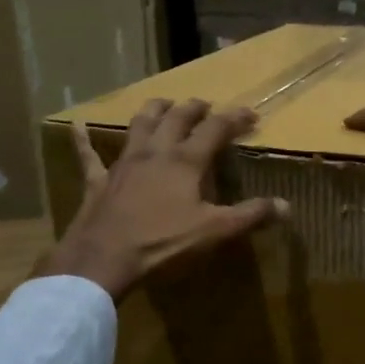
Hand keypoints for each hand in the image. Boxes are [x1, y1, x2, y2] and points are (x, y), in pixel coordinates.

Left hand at [38, 98, 287, 300]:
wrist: (104, 259)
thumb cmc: (163, 243)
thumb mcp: (214, 232)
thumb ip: (250, 216)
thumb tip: (286, 206)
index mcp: (186, 161)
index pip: (216, 129)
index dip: (235, 118)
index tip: (251, 114)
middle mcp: (155, 152)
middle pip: (177, 118)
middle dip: (194, 108)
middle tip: (205, 105)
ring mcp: (124, 163)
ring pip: (139, 125)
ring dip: (153, 111)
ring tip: (163, 104)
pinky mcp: (99, 180)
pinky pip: (89, 155)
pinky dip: (84, 139)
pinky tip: (77, 125)